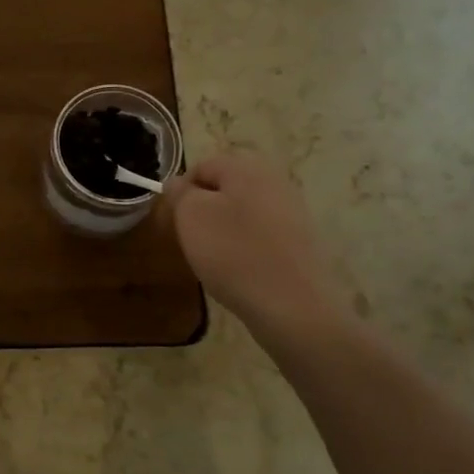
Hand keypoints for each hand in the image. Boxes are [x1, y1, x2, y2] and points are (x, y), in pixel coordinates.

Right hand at [161, 152, 344, 343]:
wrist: (293, 306)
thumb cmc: (234, 253)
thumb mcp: (191, 216)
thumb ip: (180, 193)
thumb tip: (178, 184)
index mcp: (246, 167)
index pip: (201, 167)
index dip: (180, 192)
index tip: (172, 221)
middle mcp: (274, 180)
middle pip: (224, 188)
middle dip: (202, 210)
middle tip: (190, 239)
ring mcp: (292, 211)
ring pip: (242, 211)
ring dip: (223, 229)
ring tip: (213, 258)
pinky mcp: (301, 240)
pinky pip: (261, 234)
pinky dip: (245, 246)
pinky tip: (240, 270)